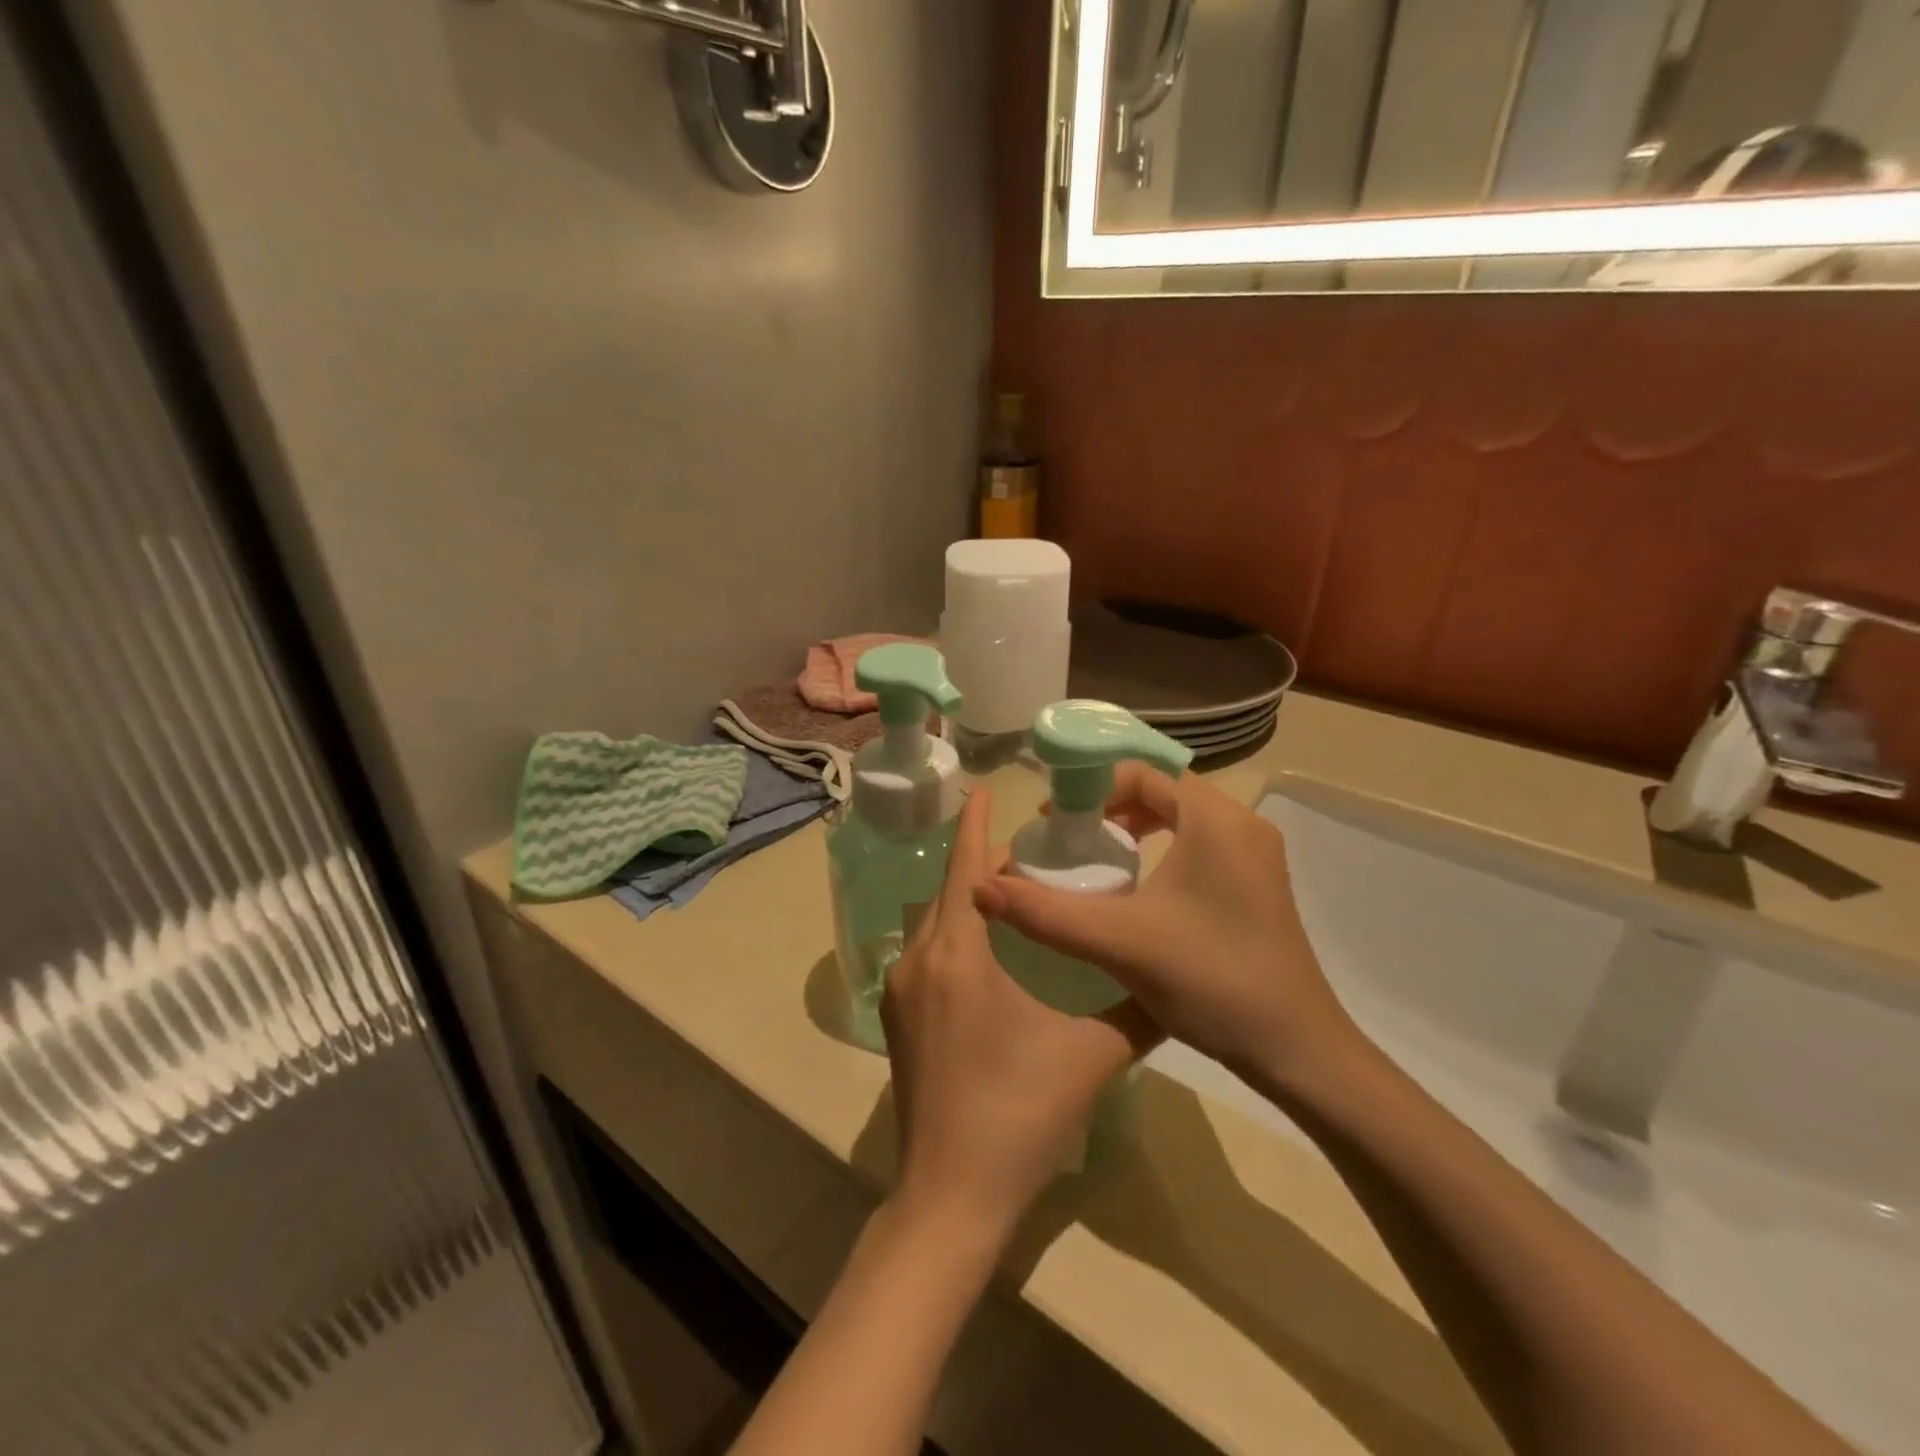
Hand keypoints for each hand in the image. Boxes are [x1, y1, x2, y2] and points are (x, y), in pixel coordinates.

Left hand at [881, 790, 1157, 1244]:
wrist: (952, 1196)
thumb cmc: (1020, 1114)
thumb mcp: (1092, 1056)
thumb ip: (1137, 1010)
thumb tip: (1172, 980)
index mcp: (958, 955)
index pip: (964, 869)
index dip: (975, 825)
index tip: (983, 789)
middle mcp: (920, 961)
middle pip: (948, 892)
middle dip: (981, 866)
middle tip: (1030, 851)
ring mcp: (902, 992)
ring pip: (935, 923)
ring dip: (967, 902)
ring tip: (1014, 896)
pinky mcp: (900, 1021)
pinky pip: (927, 954)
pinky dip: (955, 934)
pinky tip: (990, 952)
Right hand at [972, 765, 1361, 1084]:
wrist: (1298, 1051)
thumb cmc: (1211, 981)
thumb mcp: (1119, 943)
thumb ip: (1045, 913)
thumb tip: (980, 889)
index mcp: (1215, 820)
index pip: (1142, 772)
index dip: (1091, 788)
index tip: (1056, 822)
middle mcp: (1241, 825)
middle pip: (1163, 790)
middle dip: (1110, 807)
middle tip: (1070, 839)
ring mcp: (1256, 856)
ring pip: (1183, 819)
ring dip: (1137, 827)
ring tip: (1098, 858)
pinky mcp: (1259, 885)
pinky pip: (1201, 844)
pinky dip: (1163, 849)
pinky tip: (1139, 890)